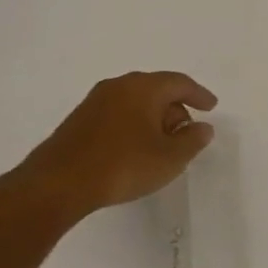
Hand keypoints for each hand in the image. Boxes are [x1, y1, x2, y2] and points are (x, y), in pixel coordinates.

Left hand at [4, 71, 216, 216]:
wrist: (55, 185)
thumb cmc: (122, 165)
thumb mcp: (170, 158)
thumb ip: (193, 140)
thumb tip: (202, 127)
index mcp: (144, 88)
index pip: (180, 83)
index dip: (199, 94)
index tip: (211, 107)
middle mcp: (119, 86)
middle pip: (156, 89)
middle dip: (175, 107)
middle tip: (186, 130)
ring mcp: (94, 102)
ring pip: (134, 101)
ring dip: (152, 117)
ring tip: (161, 142)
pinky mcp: (77, 121)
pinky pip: (117, 113)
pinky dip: (132, 124)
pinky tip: (134, 148)